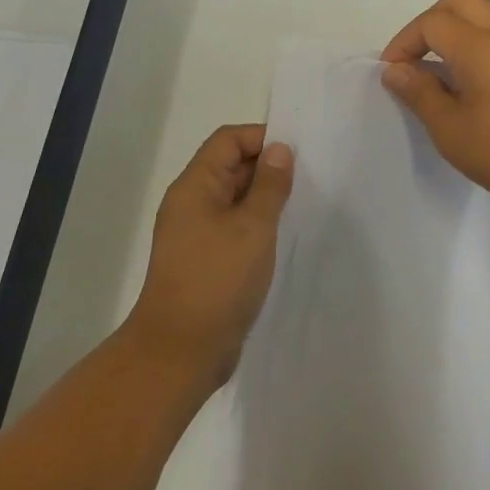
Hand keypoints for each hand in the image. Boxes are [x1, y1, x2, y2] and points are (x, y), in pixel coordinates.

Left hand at [124, 124, 293, 389]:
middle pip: (230, 167)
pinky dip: (257, 225)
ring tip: (300, 206)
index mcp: (195, 186)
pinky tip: (282, 237)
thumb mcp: (253, 227)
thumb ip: (270, 185)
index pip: (228, 140)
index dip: (262, 138)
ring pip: (234, 199)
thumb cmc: (217, 280)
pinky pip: (234, 228)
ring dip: (265, 198)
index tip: (298, 153)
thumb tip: (279, 150)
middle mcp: (191, 204)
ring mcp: (196, 234)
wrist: (181, 351)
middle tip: (308, 179)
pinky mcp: (206, 260)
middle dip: (267, 167)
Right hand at [380, 0, 489, 215]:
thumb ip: (418, 91)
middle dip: (429, 22)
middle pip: (460, 1)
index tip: (392, 72)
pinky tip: (464, 73)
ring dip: (455, 24)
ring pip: (484, 10)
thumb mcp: (447, 126)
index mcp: (480, 47)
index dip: (404, 42)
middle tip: (413, 57)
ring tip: (438, 60)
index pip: (433, 23)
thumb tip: (395, 70)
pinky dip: (475, 36)